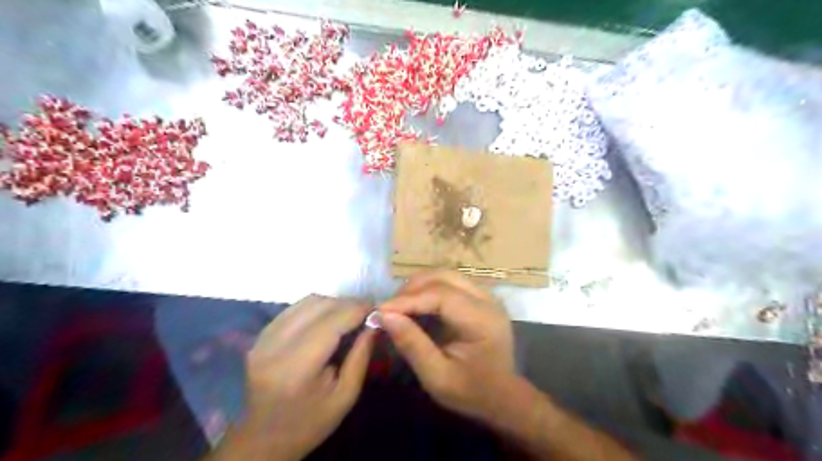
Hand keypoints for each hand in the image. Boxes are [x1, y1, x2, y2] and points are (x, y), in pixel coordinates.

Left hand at [217, 296, 374, 460]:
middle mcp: (275, 346)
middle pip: (319, 306)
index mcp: (297, 368)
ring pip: (306, 302)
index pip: (332, 322)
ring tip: (349, 313)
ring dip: (332, 302)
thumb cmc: (310, 423)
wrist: (262, 439)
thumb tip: (375, 321)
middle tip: (366, 311)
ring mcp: (263, 339)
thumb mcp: (346, 396)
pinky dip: (316, 307)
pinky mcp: (260, 336)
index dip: (357, 308)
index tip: (377, 308)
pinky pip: (294, 308)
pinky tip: (328, 318)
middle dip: (348, 303)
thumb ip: (361, 355)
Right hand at [378, 269, 512, 421]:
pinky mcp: (479, 298)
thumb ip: (413, 345)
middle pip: (445, 277)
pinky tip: (414, 304)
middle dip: (412, 288)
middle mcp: (488, 300)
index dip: (409, 299)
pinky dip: (428, 289)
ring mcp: (486, 296)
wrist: (502, 397)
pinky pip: (450, 283)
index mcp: (483, 320)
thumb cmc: (471, 392)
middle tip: (389, 308)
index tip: (380, 310)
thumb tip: (385, 316)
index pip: (442, 296)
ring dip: (419, 286)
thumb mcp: (437, 377)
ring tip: (398, 305)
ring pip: (446, 275)